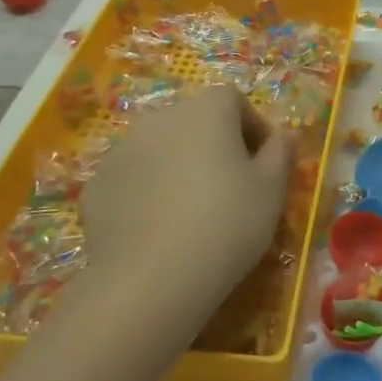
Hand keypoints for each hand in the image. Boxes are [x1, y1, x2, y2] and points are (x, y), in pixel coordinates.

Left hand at [76, 86, 295, 320]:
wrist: (148, 280)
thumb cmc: (226, 224)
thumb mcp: (272, 190)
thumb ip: (281, 152)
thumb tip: (284, 134)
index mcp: (207, 110)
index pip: (234, 99)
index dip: (252, 127)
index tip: (263, 163)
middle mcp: (161, 117)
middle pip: (195, 120)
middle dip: (215, 144)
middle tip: (232, 187)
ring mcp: (122, 150)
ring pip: (162, 148)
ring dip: (179, 165)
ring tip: (193, 210)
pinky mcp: (97, 185)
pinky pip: (134, 177)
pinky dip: (148, 191)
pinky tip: (160, 228)